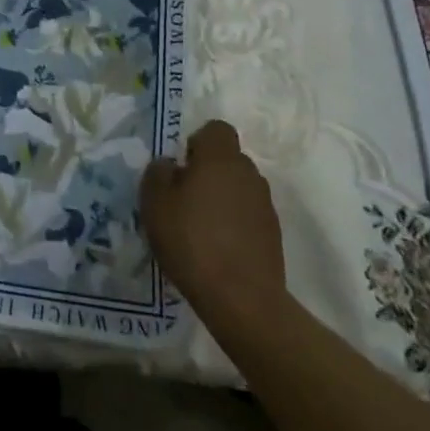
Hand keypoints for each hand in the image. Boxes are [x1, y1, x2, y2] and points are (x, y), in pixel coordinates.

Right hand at [141, 120, 288, 329]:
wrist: (243, 301)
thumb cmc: (192, 241)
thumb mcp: (155, 202)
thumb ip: (158, 172)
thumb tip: (170, 165)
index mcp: (221, 158)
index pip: (216, 129)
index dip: (198, 142)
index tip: (182, 167)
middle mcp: (249, 173)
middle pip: (228, 159)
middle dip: (208, 172)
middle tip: (185, 199)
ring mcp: (266, 205)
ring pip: (239, 188)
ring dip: (223, 199)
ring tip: (201, 228)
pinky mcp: (274, 236)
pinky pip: (249, 215)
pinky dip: (235, 224)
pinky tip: (218, 249)